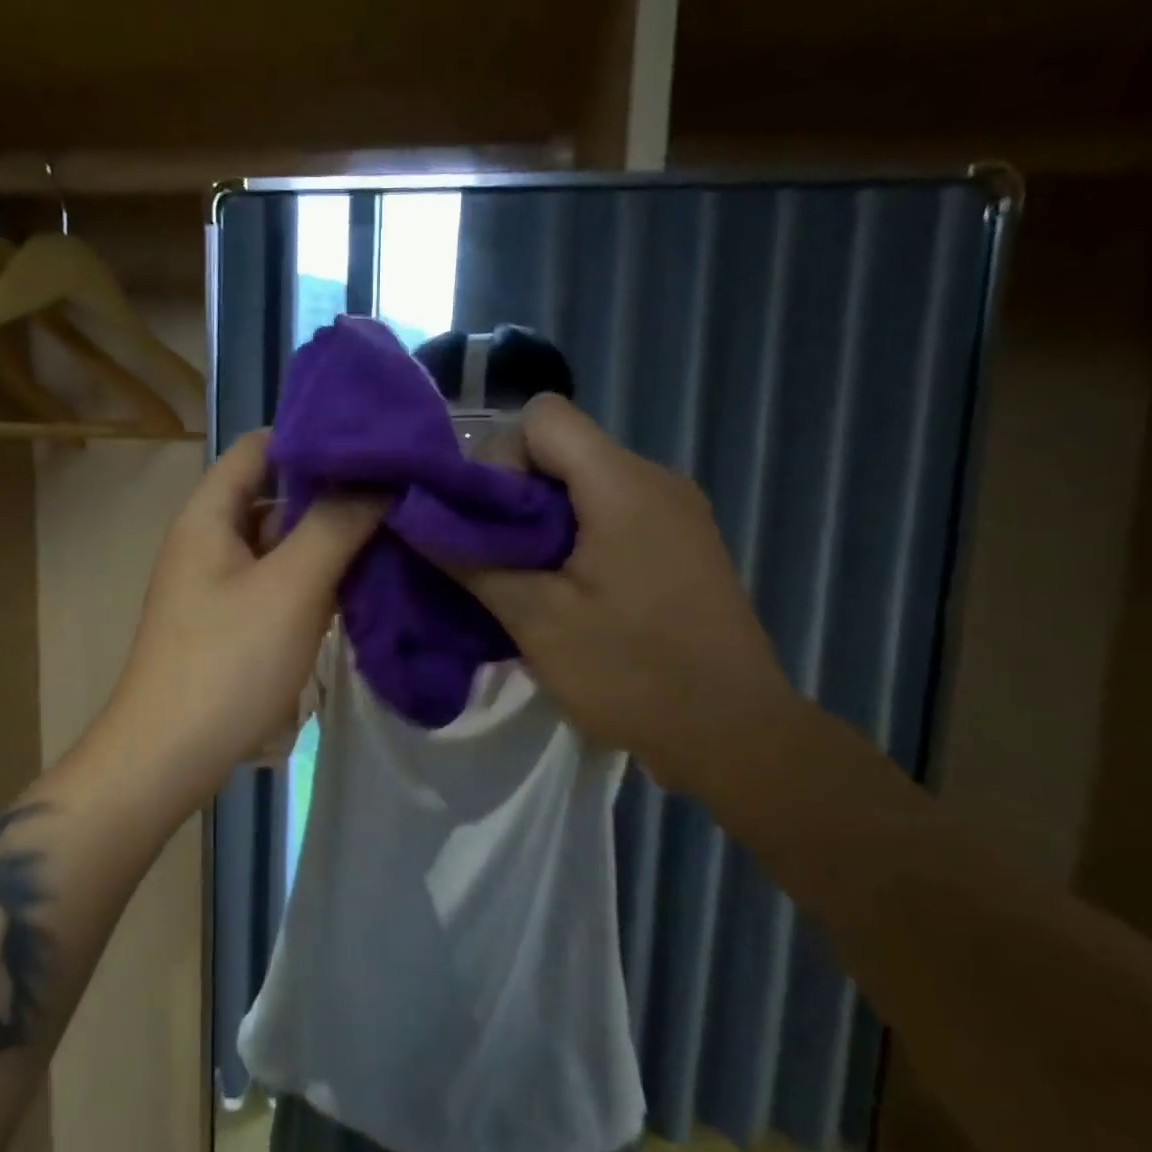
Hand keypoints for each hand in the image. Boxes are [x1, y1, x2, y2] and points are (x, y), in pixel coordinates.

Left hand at [93, 430, 379, 807]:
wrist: (169, 756)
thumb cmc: (228, 662)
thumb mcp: (291, 586)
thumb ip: (336, 524)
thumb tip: (379, 479)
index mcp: (209, 515)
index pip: (260, 446)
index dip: (313, 438)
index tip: (374, 444)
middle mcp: (210, 539)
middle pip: (274, 494)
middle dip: (332, 492)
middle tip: (397, 491)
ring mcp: (221, 584)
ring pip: (282, 542)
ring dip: (329, 538)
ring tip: (393, 532)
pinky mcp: (234, 622)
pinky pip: (281, 582)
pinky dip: (317, 578)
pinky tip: (362, 583)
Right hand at [445, 395, 798, 798]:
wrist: (736, 734)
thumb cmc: (633, 674)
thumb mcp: (537, 620)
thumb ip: (472, 561)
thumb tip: (415, 519)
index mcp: (623, 484)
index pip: (543, 416)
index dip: (499, 457)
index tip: (485, 520)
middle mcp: (656, 479)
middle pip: (563, 448)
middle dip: (515, 494)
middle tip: (495, 559)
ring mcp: (677, 510)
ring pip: (585, 482)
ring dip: (543, 520)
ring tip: (528, 581)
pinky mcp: (684, 541)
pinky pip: (614, 512)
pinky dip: (577, 536)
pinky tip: (568, 591)